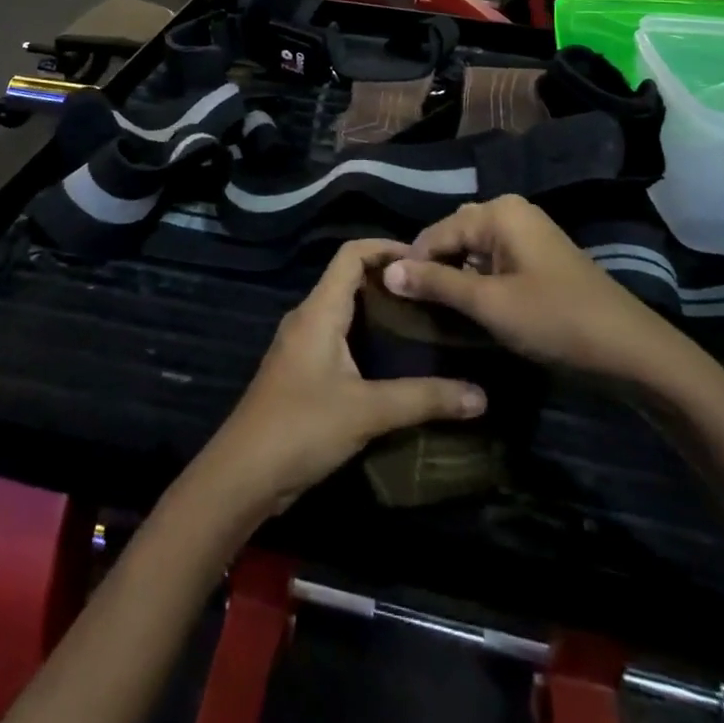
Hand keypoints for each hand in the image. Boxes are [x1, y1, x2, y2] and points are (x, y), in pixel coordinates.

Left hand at [196, 240, 486, 518]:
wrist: (242, 476)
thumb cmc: (301, 428)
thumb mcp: (367, 411)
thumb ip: (423, 399)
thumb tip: (481, 396)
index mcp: (319, 310)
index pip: (351, 254)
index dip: (386, 246)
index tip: (427, 258)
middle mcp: (308, 318)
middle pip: (349, 278)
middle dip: (389, 278)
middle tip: (433, 291)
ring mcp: (302, 345)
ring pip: (344, 309)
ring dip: (378, 308)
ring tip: (423, 319)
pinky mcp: (302, 371)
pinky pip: (338, 336)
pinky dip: (366, 335)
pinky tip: (394, 358)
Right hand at [382, 196, 694, 382]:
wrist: (630, 350)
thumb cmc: (555, 320)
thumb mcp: (489, 303)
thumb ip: (436, 283)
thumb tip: (387, 270)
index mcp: (497, 212)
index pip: (435, 232)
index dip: (412, 265)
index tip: (392, 299)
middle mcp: (511, 212)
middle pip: (453, 236)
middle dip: (433, 268)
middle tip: (415, 307)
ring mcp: (528, 233)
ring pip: (473, 250)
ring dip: (455, 277)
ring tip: (437, 311)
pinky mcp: (539, 257)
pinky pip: (493, 261)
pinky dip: (477, 281)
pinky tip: (471, 308)